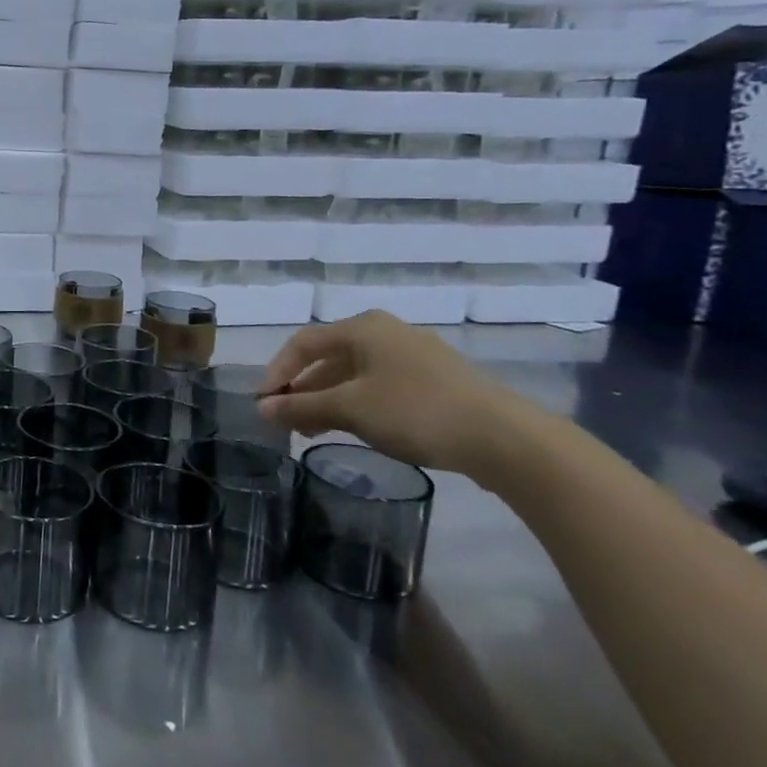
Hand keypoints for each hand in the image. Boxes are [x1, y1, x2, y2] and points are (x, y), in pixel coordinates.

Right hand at [256, 311, 527, 476]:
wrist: (504, 438)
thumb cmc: (415, 411)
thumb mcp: (349, 409)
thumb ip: (301, 406)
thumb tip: (262, 409)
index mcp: (363, 327)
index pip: (302, 343)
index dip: (277, 372)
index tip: (264, 404)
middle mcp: (386, 332)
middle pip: (328, 358)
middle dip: (302, 389)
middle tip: (287, 421)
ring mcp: (414, 356)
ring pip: (354, 374)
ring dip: (328, 400)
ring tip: (314, 430)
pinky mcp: (435, 381)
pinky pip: (380, 386)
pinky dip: (357, 404)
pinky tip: (355, 429)